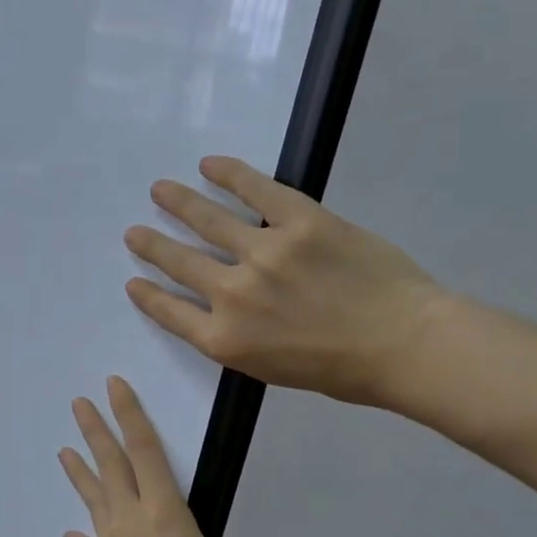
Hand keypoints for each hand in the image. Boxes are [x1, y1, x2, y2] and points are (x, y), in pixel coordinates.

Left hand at [59, 377, 249, 536]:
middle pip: (111, 465)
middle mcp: (132, 519)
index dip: (130, 415)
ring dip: (79, 472)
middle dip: (95, 430)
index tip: (114, 387)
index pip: (146, 450)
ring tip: (63, 449)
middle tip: (79, 403)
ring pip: (94, 497)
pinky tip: (71, 532)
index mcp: (165, 512)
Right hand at [124, 156, 448, 409]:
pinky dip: (230, 174)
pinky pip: (257, 190)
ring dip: (178, 204)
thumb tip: (222, 309)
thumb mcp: (271, 369)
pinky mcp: (300, 221)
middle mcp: (232, 294)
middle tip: (134, 233)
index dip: (148, 295)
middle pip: (180, 263)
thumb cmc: (341, 370)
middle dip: (152, 247)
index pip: (170, 312)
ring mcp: (265, 253)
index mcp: (225, 339)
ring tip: (160, 191)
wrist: (403, 345)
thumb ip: (237, 339)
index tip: (133, 281)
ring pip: (208, 221)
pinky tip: (210, 166)